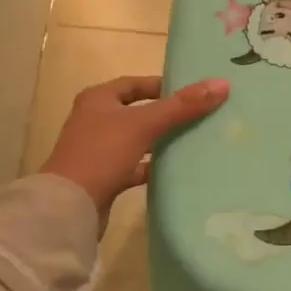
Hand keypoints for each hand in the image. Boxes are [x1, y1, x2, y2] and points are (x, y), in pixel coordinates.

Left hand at [41, 76, 228, 218]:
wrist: (68, 207)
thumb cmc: (102, 154)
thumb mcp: (144, 124)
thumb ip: (182, 105)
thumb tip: (222, 83)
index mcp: (98, 100)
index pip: (135, 84)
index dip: (162, 85)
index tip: (192, 92)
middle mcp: (95, 121)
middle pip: (138, 111)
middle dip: (167, 114)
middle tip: (200, 114)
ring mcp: (98, 151)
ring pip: (137, 140)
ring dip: (161, 140)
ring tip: (195, 140)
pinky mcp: (104, 177)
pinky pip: (135, 166)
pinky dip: (153, 166)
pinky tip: (176, 169)